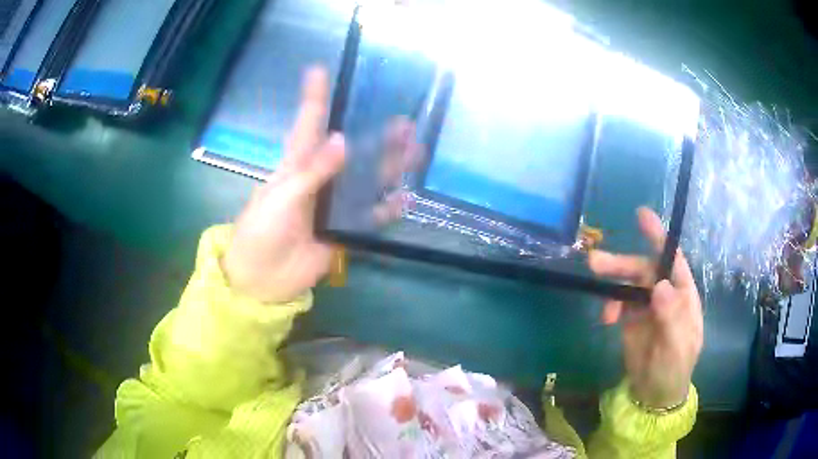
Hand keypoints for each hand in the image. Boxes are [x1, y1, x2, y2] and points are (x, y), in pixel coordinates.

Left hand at [222, 67, 418, 302]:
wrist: (262, 279)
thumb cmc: (261, 232)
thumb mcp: (281, 198)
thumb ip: (313, 172)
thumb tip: (344, 141)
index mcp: (296, 166)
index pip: (308, 124)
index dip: (314, 97)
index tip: (318, 70)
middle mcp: (319, 179)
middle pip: (351, 151)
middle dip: (376, 135)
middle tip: (404, 123)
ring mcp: (333, 205)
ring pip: (367, 181)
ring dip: (389, 167)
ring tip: (415, 152)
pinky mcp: (343, 230)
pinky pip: (370, 217)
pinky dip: (388, 210)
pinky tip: (406, 199)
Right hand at [589, 207, 703, 408]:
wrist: (654, 393)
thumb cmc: (674, 368)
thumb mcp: (677, 347)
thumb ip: (671, 317)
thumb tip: (660, 285)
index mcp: (682, 295)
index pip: (672, 260)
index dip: (658, 237)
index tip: (641, 216)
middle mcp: (665, 295)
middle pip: (644, 270)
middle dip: (622, 263)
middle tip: (595, 262)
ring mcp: (646, 307)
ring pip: (628, 284)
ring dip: (612, 282)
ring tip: (594, 281)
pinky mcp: (631, 319)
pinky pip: (618, 304)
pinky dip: (610, 306)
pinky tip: (606, 319)